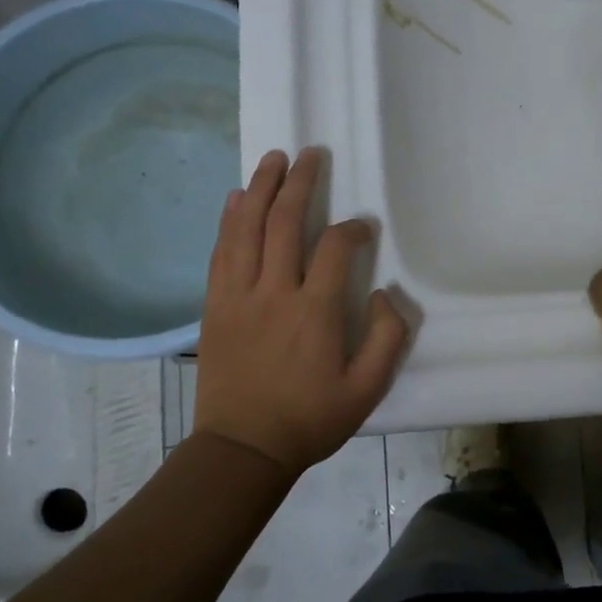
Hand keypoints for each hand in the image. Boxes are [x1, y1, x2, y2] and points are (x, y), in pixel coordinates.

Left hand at [193, 148, 408, 476]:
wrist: (243, 448)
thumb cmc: (309, 420)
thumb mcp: (367, 390)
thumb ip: (387, 339)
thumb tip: (384, 294)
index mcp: (314, 312)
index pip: (334, 249)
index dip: (352, 230)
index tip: (363, 227)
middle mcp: (274, 293)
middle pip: (284, 223)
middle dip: (299, 183)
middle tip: (309, 154)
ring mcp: (238, 296)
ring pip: (247, 229)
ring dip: (260, 189)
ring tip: (272, 159)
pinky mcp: (214, 306)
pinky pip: (221, 252)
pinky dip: (229, 221)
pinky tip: (236, 199)